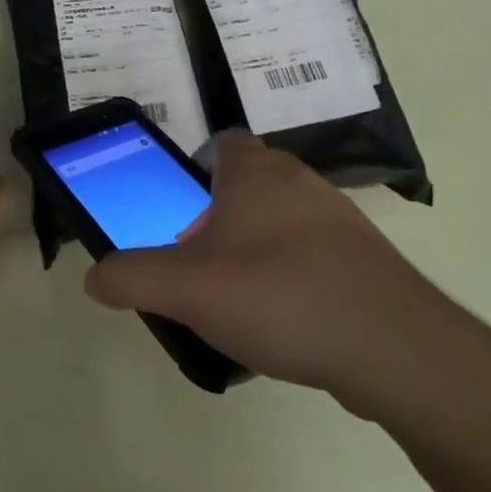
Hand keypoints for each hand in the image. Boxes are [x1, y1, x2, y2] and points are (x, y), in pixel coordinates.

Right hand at [84, 132, 444, 410]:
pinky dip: (297, 275)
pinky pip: (317, 254)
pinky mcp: (368, 259)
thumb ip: (133, 277)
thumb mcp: (188, 289)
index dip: (197, 170)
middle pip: (250, 183)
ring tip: (241, 299)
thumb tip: (94, 277)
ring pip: (284, 219)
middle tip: (202, 262)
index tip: (181, 212)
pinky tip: (289, 322)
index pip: (222, 143)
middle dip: (222, 216)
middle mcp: (298, 180)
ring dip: (259, 247)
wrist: (396, 348)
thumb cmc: (280, 296)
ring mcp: (340, 218)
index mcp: (254, 172)